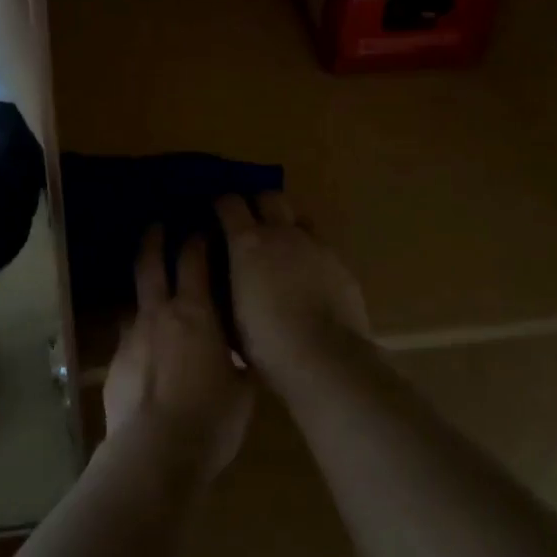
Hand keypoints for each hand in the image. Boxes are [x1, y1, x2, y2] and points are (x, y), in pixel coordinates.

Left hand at [103, 227, 253, 483]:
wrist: (153, 454)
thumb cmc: (211, 419)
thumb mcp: (243, 390)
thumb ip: (241, 362)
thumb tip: (244, 352)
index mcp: (195, 313)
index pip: (194, 260)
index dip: (198, 240)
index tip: (202, 229)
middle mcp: (158, 315)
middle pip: (150, 265)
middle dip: (154, 240)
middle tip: (157, 226)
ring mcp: (131, 338)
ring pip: (135, 302)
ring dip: (144, 293)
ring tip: (154, 297)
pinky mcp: (114, 365)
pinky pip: (128, 340)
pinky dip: (139, 338)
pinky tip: (147, 356)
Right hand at [214, 193, 371, 382]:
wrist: (325, 360)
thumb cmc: (266, 342)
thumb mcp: (229, 314)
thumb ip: (221, 284)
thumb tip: (214, 272)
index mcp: (248, 242)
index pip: (230, 203)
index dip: (221, 204)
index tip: (216, 212)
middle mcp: (283, 233)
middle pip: (270, 196)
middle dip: (258, 203)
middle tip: (250, 222)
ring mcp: (316, 246)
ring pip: (300, 219)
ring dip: (288, 227)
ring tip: (283, 249)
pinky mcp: (341, 264)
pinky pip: (322, 248)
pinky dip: (310, 255)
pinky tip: (309, 279)